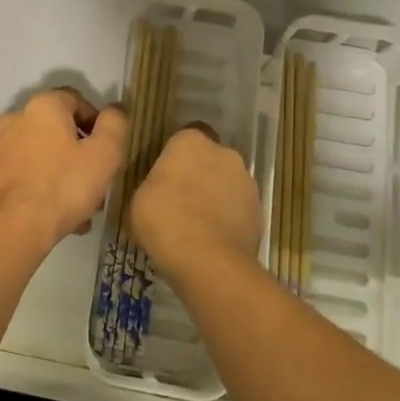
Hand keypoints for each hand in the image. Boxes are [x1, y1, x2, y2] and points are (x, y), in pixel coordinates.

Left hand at [0, 89, 127, 253]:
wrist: (11, 228)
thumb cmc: (63, 186)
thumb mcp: (105, 155)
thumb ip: (115, 126)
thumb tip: (115, 110)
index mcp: (43, 106)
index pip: (77, 100)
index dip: (98, 124)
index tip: (108, 152)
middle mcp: (15, 117)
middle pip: (57, 130)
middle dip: (79, 155)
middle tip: (96, 184)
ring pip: (40, 155)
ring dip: (60, 174)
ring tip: (78, 209)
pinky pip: (22, 173)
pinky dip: (38, 186)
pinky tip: (52, 215)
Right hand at [128, 126, 262, 276]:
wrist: (208, 262)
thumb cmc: (165, 219)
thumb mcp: (139, 198)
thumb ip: (153, 183)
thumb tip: (160, 188)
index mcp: (191, 141)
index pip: (183, 138)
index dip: (174, 157)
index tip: (164, 177)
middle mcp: (224, 153)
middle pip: (209, 158)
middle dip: (198, 173)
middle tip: (179, 199)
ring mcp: (247, 182)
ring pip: (227, 183)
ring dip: (216, 195)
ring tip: (197, 224)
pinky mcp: (260, 211)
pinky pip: (238, 208)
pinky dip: (229, 218)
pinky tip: (212, 239)